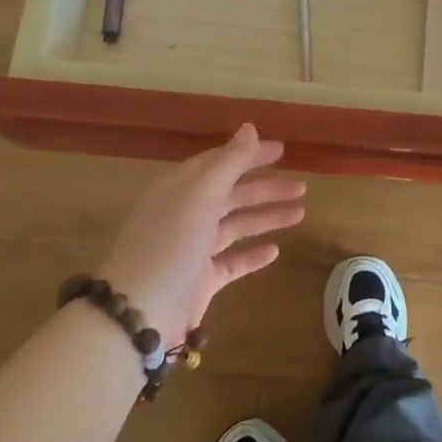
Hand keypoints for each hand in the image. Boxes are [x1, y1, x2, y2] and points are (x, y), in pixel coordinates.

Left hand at [98, 125, 304, 347]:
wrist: (140, 313)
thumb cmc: (170, 243)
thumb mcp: (200, 194)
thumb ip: (229, 161)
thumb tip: (250, 128)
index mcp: (179, 187)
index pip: (219, 162)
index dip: (249, 155)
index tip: (282, 151)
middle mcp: (185, 213)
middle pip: (230, 193)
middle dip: (265, 188)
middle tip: (301, 186)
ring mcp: (192, 249)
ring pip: (235, 226)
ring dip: (265, 217)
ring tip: (300, 213)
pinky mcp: (200, 281)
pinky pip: (231, 262)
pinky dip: (252, 255)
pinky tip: (275, 250)